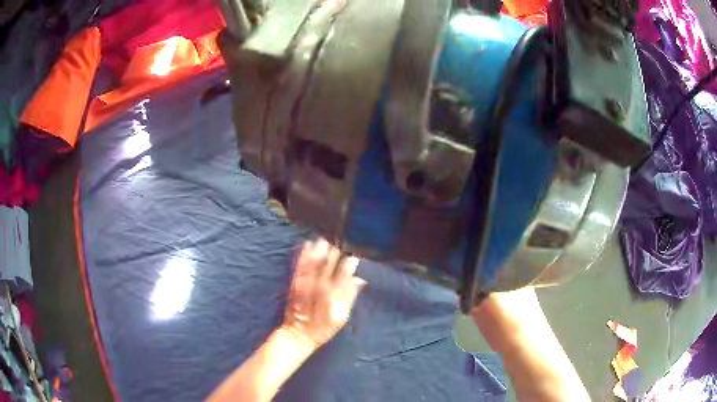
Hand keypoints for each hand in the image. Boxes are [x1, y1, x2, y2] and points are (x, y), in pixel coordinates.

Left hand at [282, 239, 366, 347]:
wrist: (299, 334)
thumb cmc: (324, 327)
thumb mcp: (342, 316)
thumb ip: (350, 296)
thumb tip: (360, 280)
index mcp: (334, 293)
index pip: (344, 272)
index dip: (349, 261)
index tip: (354, 253)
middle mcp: (320, 285)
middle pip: (329, 264)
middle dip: (335, 251)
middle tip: (340, 239)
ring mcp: (306, 283)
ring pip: (314, 261)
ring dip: (319, 249)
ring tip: (325, 238)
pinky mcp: (295, 283)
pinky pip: (300, 265)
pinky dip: (304, 255)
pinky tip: (307, 245)